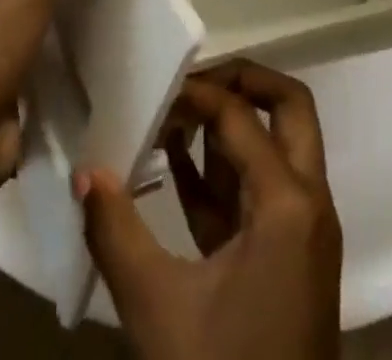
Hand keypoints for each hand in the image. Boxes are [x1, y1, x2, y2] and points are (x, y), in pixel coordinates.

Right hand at [77, 60, 342, 359]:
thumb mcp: (158, 308)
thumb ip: (117, 232)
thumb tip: (84, 173)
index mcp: (288, 201)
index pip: (239, 116)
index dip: (196, 94)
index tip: (152, 90)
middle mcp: (308, 202)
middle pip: (289, 109)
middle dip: (242, 83)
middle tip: (190, 82)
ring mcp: (304, 232)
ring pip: (277, 148)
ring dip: (230, 128)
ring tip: (171, 119)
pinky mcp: (290, 261)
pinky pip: (260, 194)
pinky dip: (225, 173)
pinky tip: (175, 169)